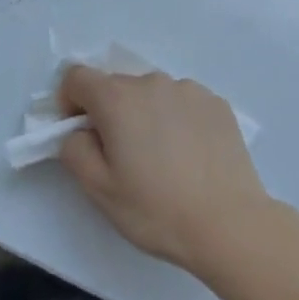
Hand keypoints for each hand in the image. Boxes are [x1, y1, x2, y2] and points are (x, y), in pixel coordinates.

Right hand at [58, 68, 271, 277]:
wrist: (229, 223)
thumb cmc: (156, 209)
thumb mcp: (99, 190)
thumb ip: (75, 150)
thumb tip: (80, 132)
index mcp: (118, 99)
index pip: (77, 77)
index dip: (69, 102)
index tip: (81, 134)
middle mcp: (153, 82)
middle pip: (116, 86)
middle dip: (109, 113)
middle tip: (123, 157)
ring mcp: (189, 89)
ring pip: (152, 94)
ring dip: (145, 115)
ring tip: (162, 160)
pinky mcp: (217, 103)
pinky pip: (183, 103)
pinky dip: (177, 120)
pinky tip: (190, 156)